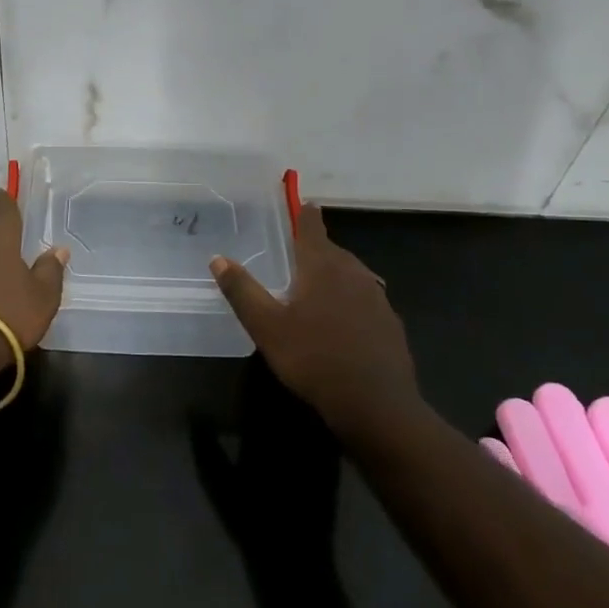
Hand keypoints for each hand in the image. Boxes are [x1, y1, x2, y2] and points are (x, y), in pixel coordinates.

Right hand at [210, 202, 416, 428]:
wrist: (376, 404)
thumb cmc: (313, 358)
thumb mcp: (266, 326)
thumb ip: (242, 290)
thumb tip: (218, 258)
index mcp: (322, 266)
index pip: (312, 228)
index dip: (305, 214)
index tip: (303, 203)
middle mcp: (353, 273)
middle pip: (333, 251)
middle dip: (316, 249)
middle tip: (296, 256)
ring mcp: (377, 298)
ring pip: (352, 275)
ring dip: (335, 275)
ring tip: (316, 288)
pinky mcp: (390, 323)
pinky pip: (366, 300)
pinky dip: (351, 301)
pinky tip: (342, 323)